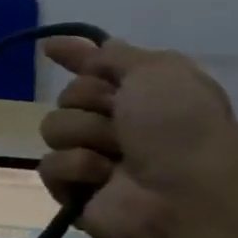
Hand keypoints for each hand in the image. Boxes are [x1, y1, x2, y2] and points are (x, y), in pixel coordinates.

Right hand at [37, 37, 237, 237]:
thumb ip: (114, 56)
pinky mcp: (73, 192)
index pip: (95, 69)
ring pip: (54, 129)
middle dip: (88, 101)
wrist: (188, 192)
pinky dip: (76, 168)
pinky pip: (49, 167)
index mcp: (140, 94)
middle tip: (120, 119)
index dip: (75, 57)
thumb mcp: (157, 70)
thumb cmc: (181, 125)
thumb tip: (91, 46)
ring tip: (116, 155)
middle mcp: (114, 124)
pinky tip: (102, 178)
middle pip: (68, 96)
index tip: (49, 48)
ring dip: (85, 135)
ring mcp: (91, 159)